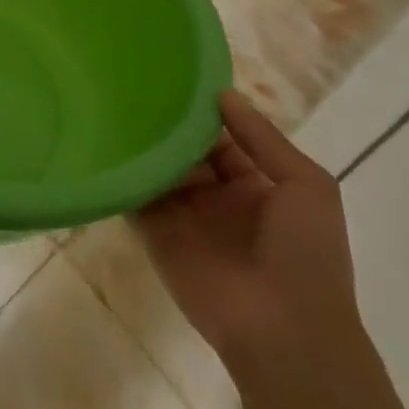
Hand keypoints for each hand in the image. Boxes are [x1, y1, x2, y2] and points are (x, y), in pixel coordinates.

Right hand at [133, 90, 362, 376]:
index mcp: (254, 184)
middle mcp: (216, 196)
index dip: (202, 109)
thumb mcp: (307, 186)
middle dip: (165, 119)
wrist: (286, 334)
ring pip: (156, 166)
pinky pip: (133, 196)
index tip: (174, 73)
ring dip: (140, 140)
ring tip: (110, 98)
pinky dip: (120, 171)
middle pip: (184, 148)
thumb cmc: (306, 256)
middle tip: (132, 77)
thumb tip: (222, 92)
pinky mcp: (155, 233)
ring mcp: (184, 214)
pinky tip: (102, 138)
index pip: (221, 136)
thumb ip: (263, 137)